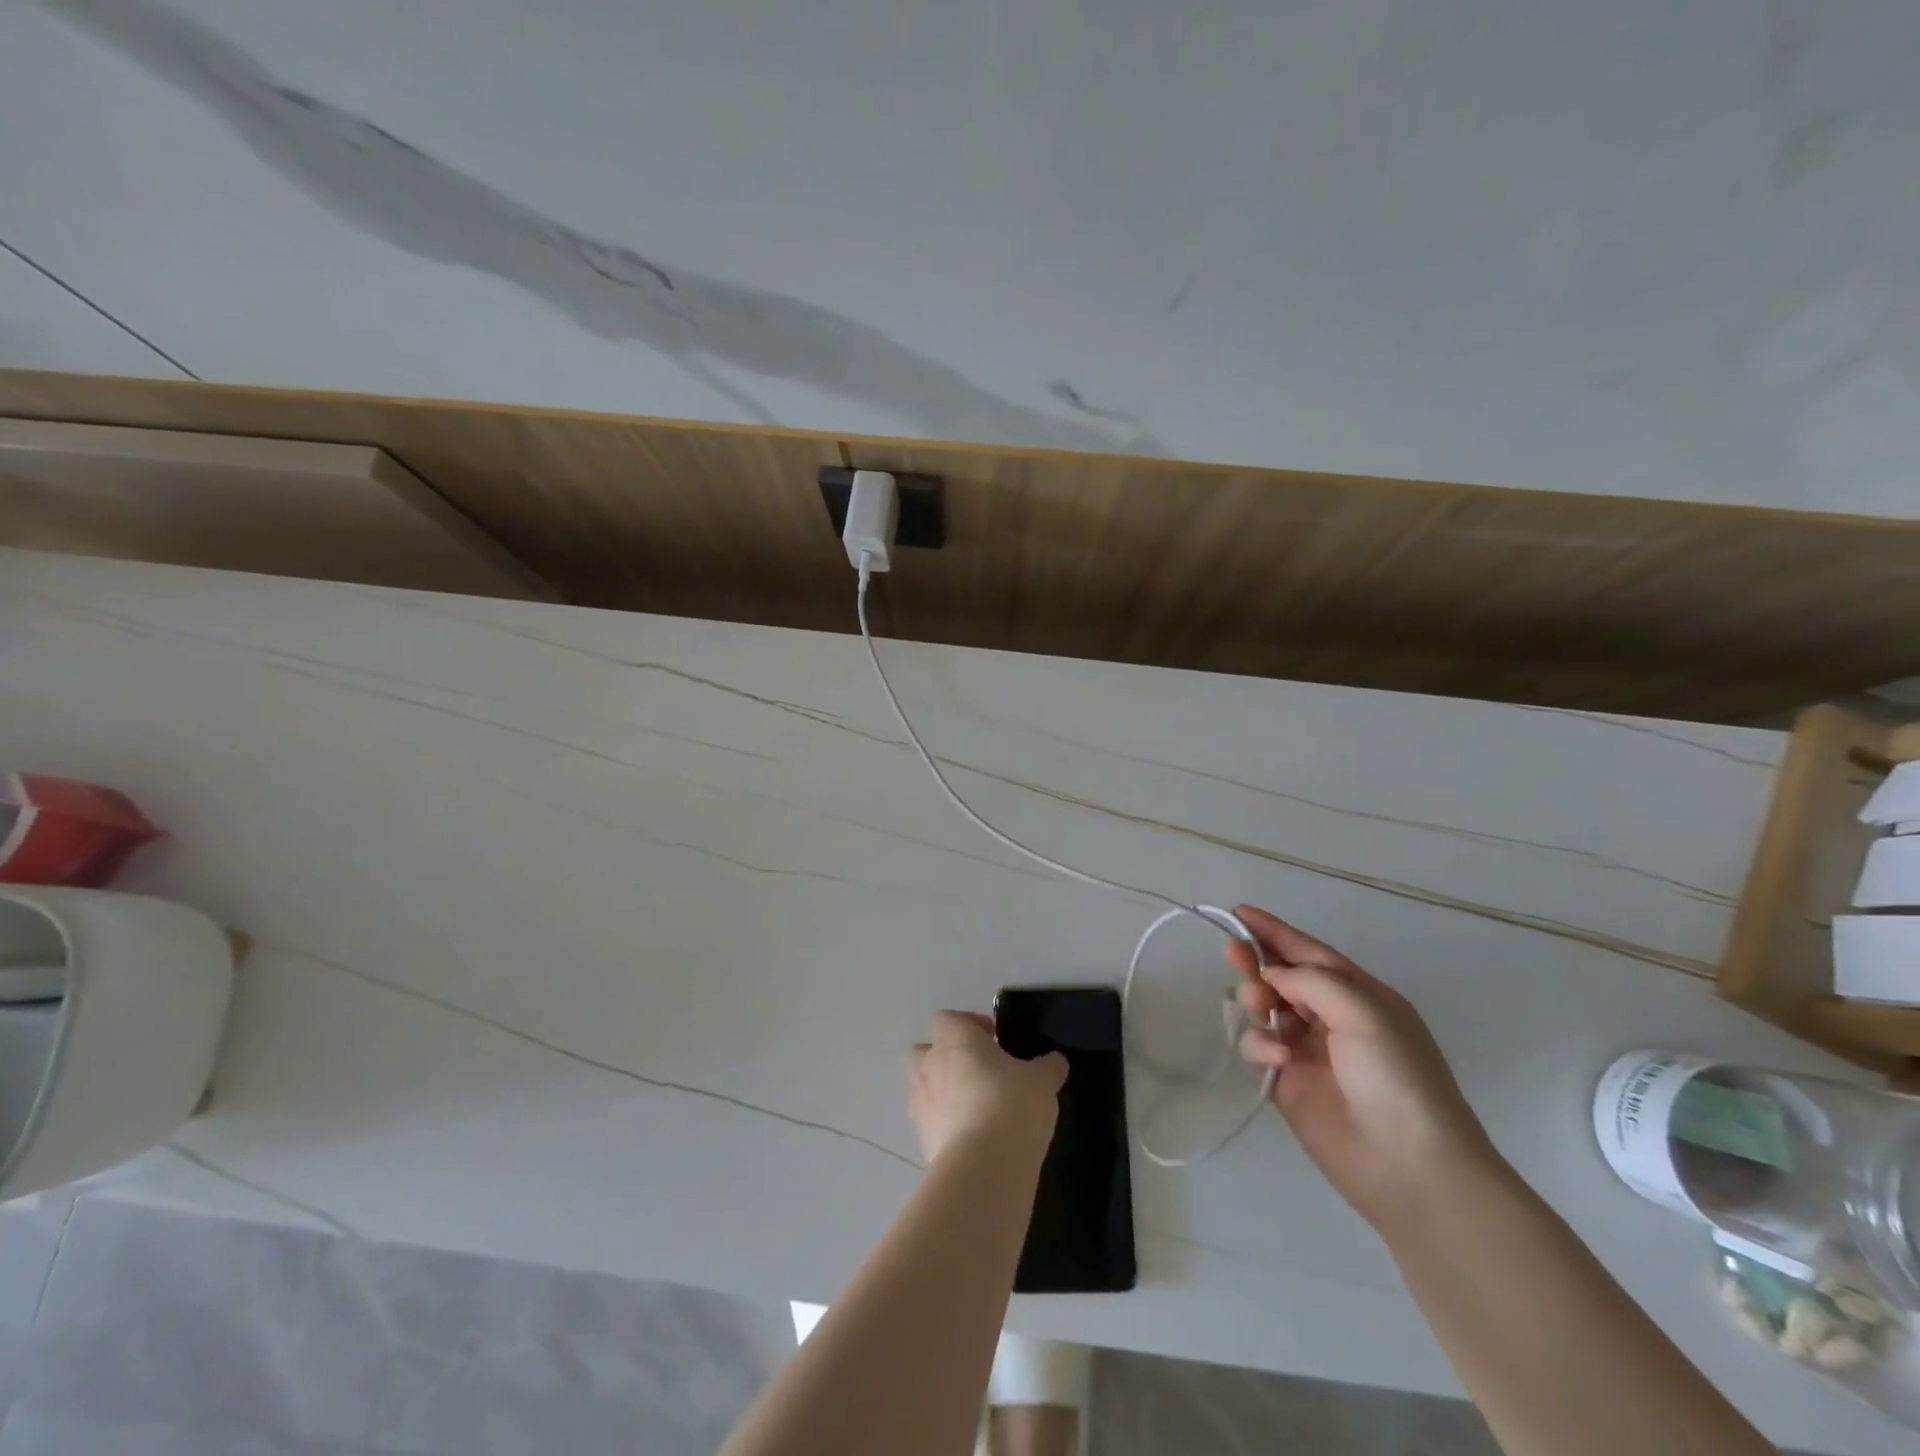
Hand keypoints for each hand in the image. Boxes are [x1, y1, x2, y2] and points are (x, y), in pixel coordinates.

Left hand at [909, 1011, 1066, 1164]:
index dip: (969, 1025)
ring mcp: (921, 1104)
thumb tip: (1055, 1062)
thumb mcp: (1042, 1081)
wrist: (983, 1166)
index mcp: (955, 1039)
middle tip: (979, 1072)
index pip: (948, 1018)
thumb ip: (1048, 1067)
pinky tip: (974, 1140)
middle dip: (946, 1058)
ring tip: (976, 1109)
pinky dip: (945, 1127)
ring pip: (923, 1088)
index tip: (994, 1040)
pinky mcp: (922, 1140)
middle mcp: (930, 1065)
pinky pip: (930, 1124)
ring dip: (942, 1093)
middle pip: (925, 1051)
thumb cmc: (1011, 1104)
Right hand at [1227, 906, 1505, 1231]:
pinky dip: (1259, 1044)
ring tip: (1259, 1006)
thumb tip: (1273, 976)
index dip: (1274, 931)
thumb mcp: (1363, 1012)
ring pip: (1265, 1008)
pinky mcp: (1287, 1082)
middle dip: (1258, 962)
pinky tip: (1275, 1058)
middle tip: (1233, 953)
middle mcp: (1332, 1018)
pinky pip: (1259, 1047)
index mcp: (1360, 996)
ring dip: (1257, 998)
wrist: (1411, 1168)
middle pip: (1282, 976)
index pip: (1309, 952)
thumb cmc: (1396, 1078)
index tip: (1237, 912)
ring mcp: (1308, 1051)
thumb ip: (1311, 981)